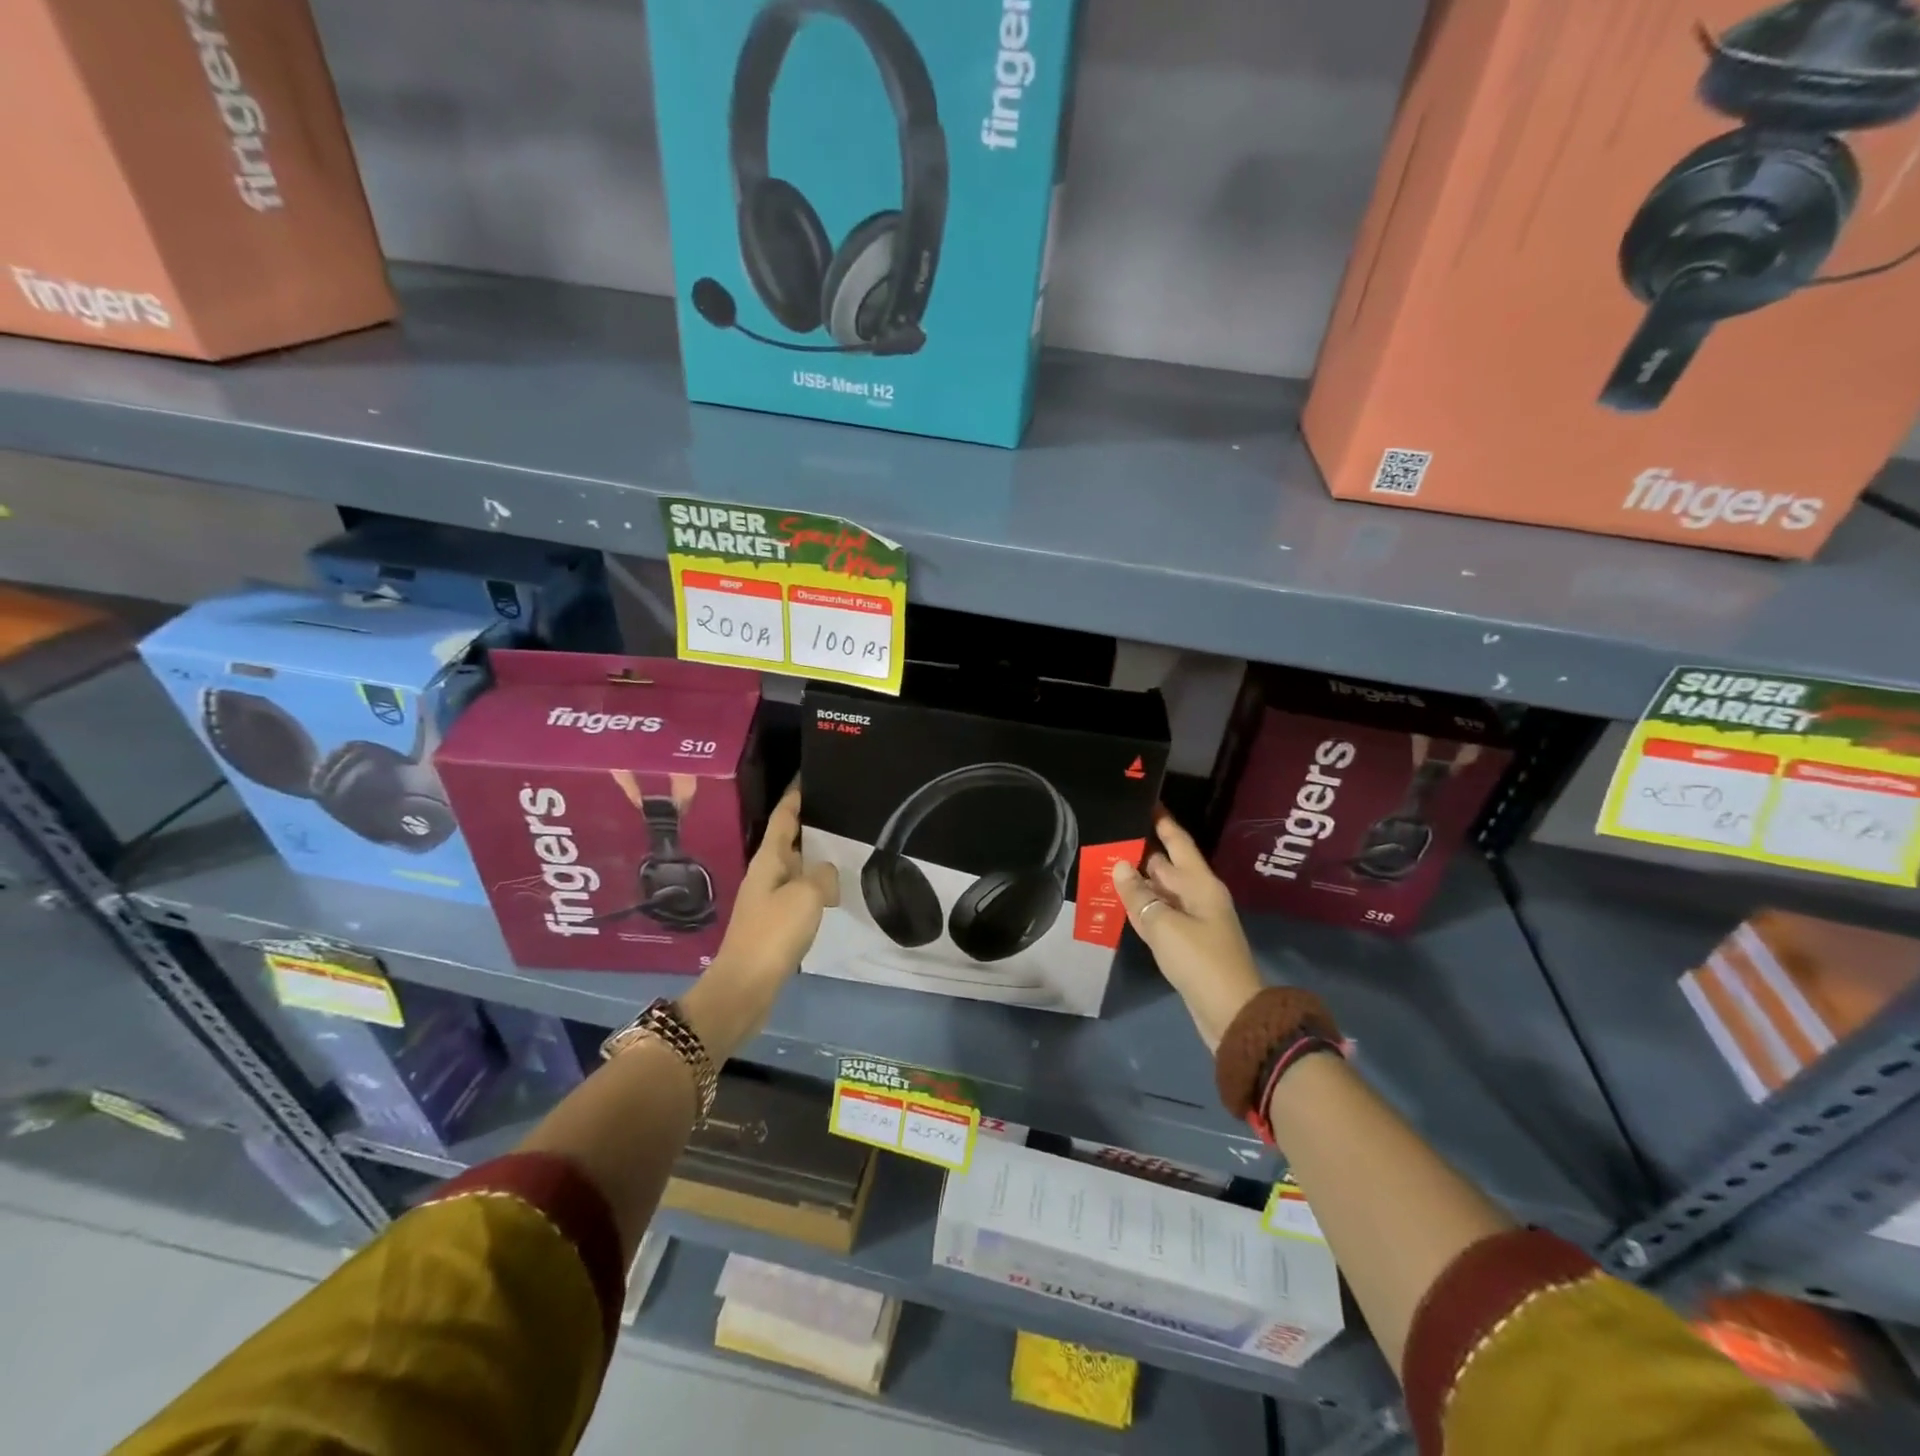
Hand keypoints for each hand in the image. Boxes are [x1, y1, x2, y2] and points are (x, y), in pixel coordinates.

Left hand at [682, 781, 838, 1060]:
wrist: (744, 987)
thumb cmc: (772, 934)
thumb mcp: (806, 896)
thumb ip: (822, 875)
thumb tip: (827, 873)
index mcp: (768, 859)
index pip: (783, 816)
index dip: (796, 794)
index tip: (811, 774)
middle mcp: (766, 873)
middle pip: (790, 839)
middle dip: (812, 823)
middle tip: (843, 809)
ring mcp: (768, 898)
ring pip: (797, 867)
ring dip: (816, 856)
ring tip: (846, 845)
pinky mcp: (775, 922)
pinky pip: (800, 892)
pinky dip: (817, 885)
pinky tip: (835, 890)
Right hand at [1111, 810, 1263, 1051]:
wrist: (1230, 1013)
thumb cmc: (1200, 961)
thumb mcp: (1165, 925)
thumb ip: (1139, 896)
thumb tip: (1120, 867)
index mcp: (1200, 884)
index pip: (1178, 843)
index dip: (1162, 822)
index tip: (1144, 801)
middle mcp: (1197, 896)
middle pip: (1165, 866)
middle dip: (1140, 851)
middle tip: (1109, 833)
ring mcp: (1191, 921)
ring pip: (1159, 892)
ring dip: (1136, 881)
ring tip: (1105, 861)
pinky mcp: (1184, 943)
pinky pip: (1158, 915)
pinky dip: (1140, 907)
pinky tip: (1119, 901)